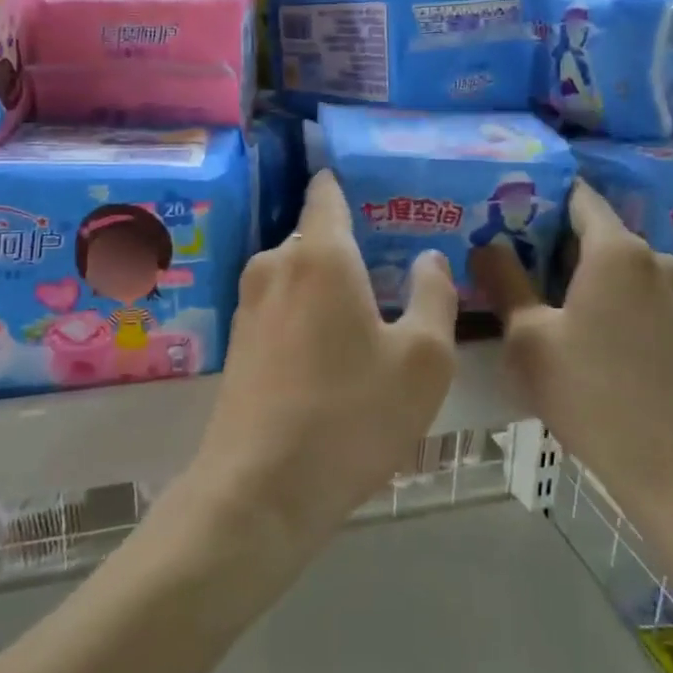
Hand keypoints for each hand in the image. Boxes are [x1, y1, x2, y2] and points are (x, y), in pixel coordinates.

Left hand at [190, 170, 457, 556]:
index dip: (349, 182)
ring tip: (370, 315)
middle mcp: (276, 264)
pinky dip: (308, 313)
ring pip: (299, 274)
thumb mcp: (422, 360)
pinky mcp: (238, 341)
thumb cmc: (350, 415)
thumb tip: (429, 257)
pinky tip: (332, 353)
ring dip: (330, 285)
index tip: (377, 186)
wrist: (259, 490)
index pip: (328, 191)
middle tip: (394, 272)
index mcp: (320, 253)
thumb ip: (433, 295)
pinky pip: (282, 306)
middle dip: (352, 246)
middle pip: (318, 236)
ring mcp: (249, 303)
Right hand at [469, 181, 672, 495]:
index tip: (509, 209)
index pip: (579, 196)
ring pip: (619, 263)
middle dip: (555, 240)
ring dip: (584, 271)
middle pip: (598, 230)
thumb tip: (484, 245)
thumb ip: (504, 281)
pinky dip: (610, 294)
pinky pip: (639, 290)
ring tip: (543, 294)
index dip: (543, 197)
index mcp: (617, 249)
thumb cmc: (588, 392)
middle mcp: (654, 258)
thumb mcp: (529, 337)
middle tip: (512, 257)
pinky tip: (585, 326)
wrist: (670, 465)